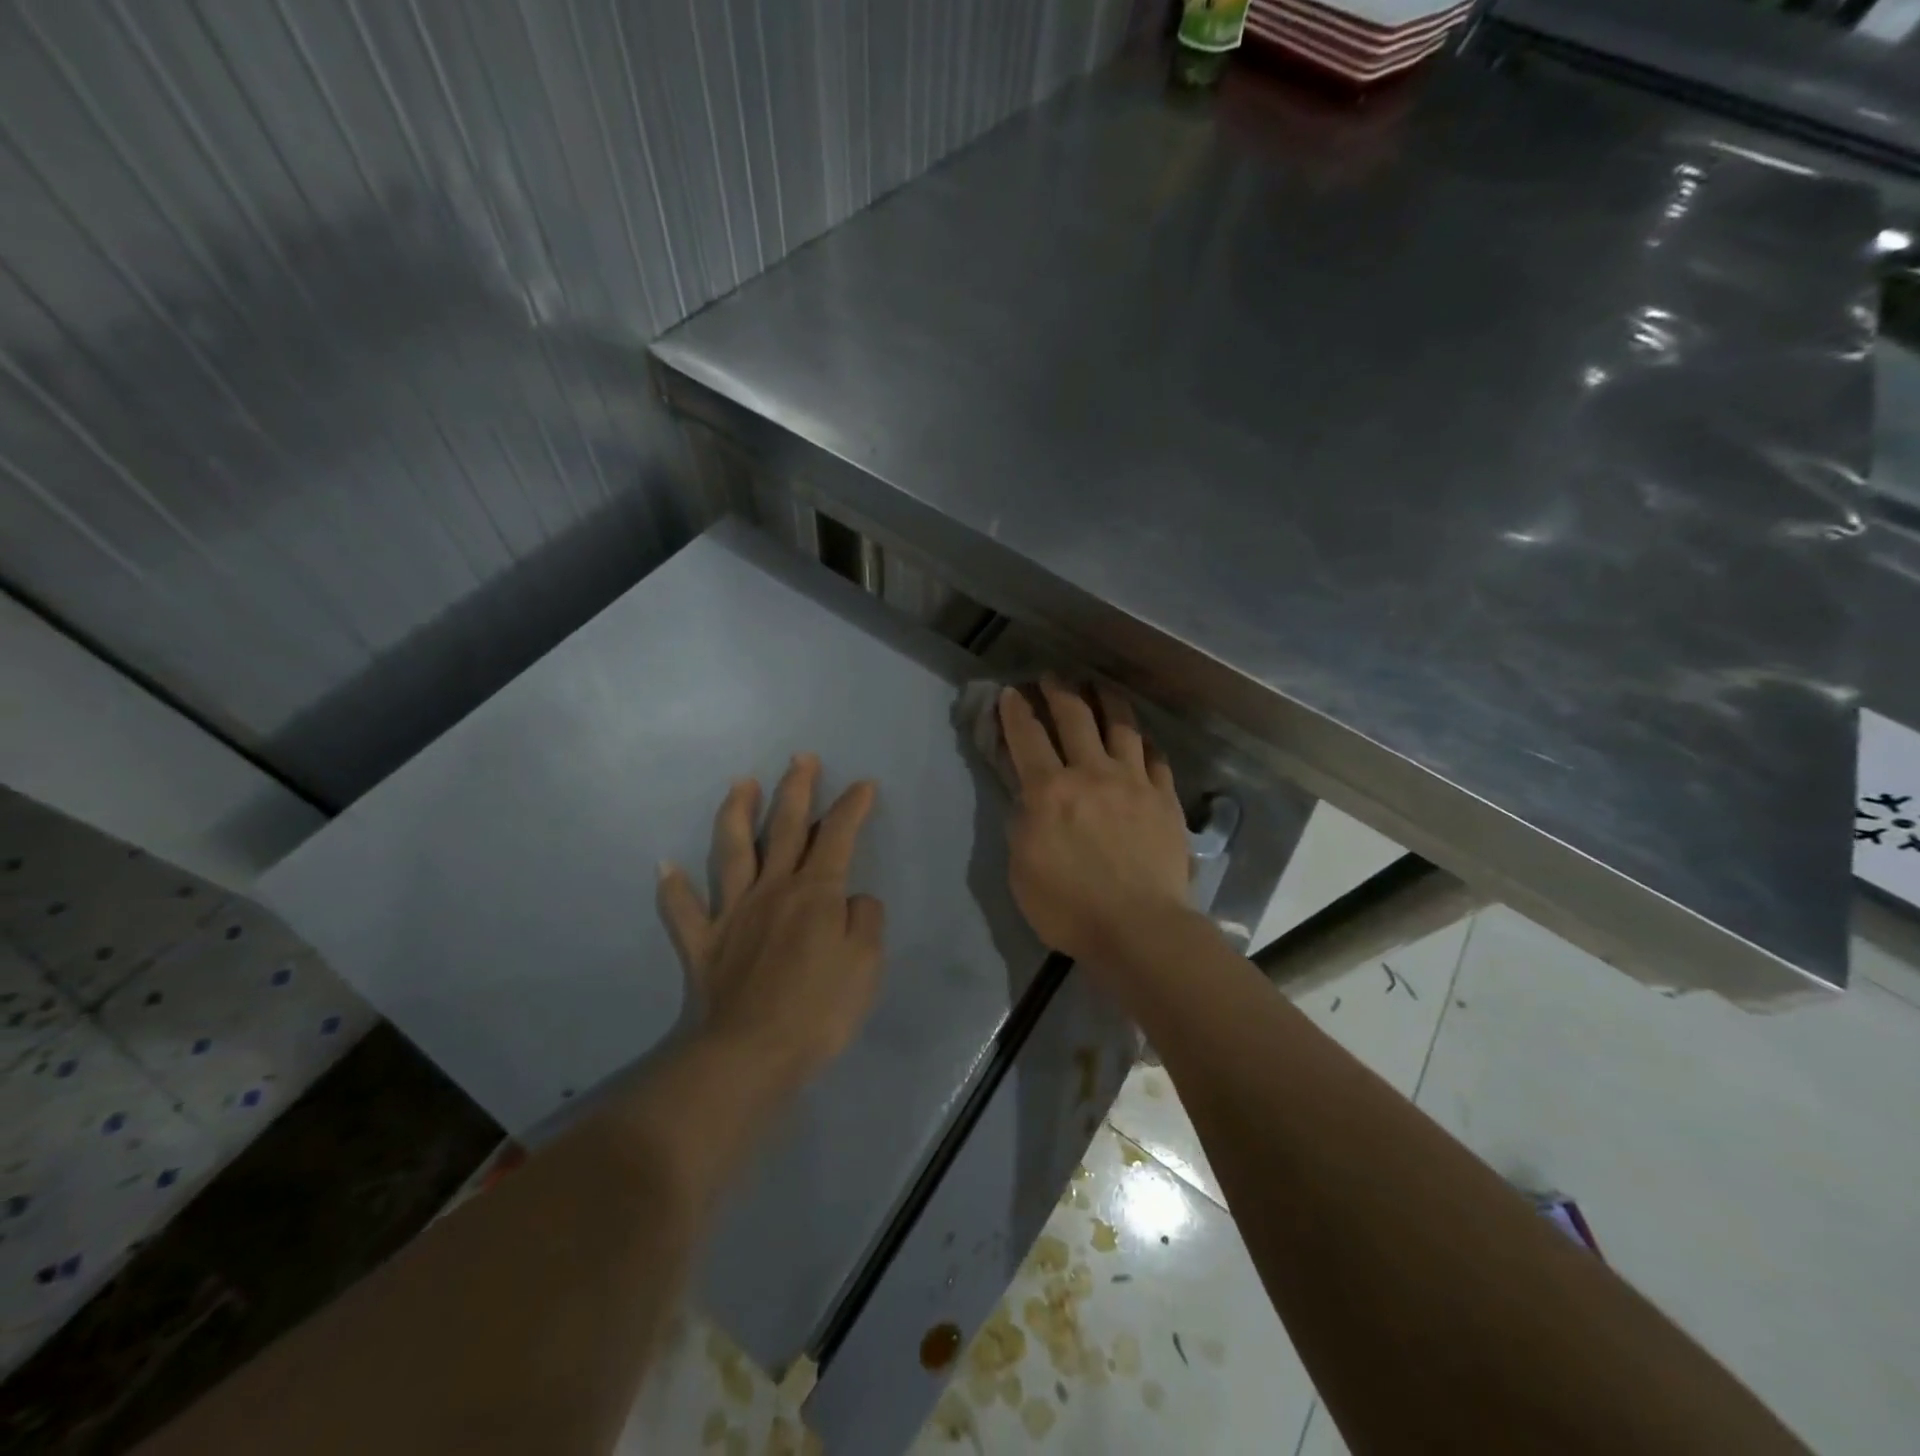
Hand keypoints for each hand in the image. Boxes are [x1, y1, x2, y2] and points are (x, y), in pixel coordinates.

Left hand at [656, 755, 884, 1083]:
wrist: (751, 1054)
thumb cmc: (819, 1009)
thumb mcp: (867, 963)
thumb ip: (865, 920)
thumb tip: (852, 899)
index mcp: (815, 892)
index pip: (837, 836)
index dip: (852, 807)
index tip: (863, 784)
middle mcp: (772, 889)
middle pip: (784, 827)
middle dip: (795, 788)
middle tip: (800, 757)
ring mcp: (732, 913)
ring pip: (731, 851)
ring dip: (736, 814)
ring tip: (740, 783)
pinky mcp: (702, 944)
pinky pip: (683, 911)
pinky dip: (672, 888)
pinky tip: (664, 867)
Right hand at [998, 678, 1192, 965]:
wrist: (1139, 928)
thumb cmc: (1069, 907)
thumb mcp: (1021, 868)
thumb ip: (1022, 823)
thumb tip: (1028, 796)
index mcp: (1049, 790)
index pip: (1027, 736)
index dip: (1015, 710)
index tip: (1011, 692)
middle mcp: (1091, 772)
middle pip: (1075, 716)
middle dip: (1059, 691)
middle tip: (1052, 677)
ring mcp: (1133, 781)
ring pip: (1121, 725)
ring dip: (1106, 700)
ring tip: (1099, 686)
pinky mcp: (1164, 797)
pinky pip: (1155, 756)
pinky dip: (1144, 742)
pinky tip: (1140, 738)